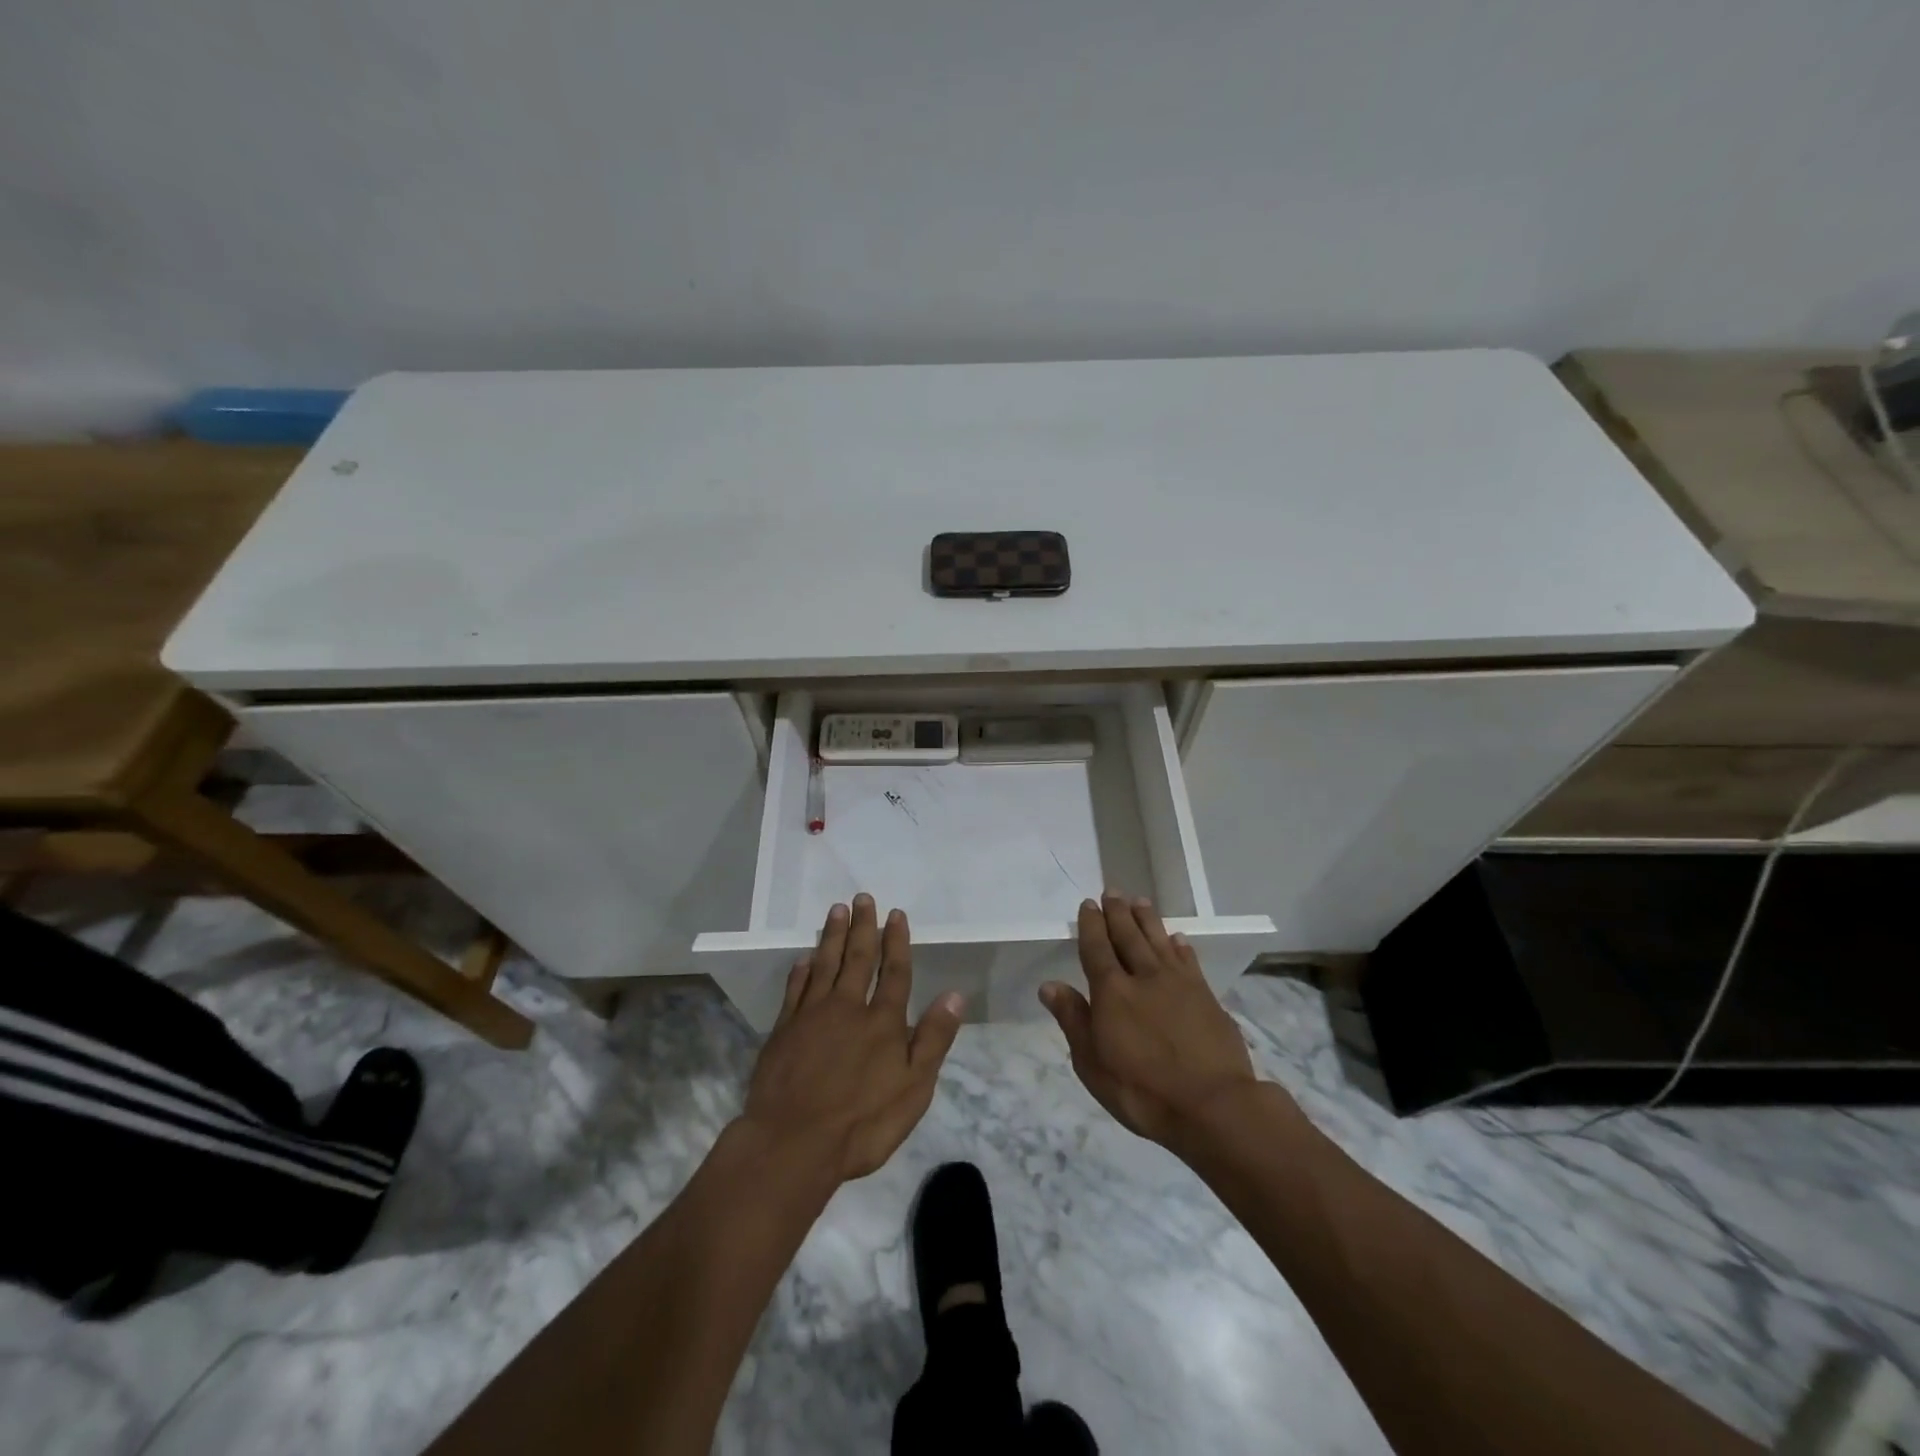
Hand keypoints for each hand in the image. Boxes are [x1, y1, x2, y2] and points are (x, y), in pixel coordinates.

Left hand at [742, 894, 964, 1182]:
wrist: (793, 1143)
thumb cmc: (863, 1122)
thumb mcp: (914, 1088)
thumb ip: (933, 1038)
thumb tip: (954, 994)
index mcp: (883, 1021)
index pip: (895, 972)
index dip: (896, 942)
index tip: (895, 914)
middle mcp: (848, 1007)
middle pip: (858, 958)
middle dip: (863, 926)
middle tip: (863, 897)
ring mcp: (812, 1015)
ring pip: (825, 964)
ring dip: (833, 936)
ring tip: (837, 910)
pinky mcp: (784, 1029)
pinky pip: (795, 988)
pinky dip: (802, 969)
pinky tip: (805, 957)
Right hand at [1040, 893, 1264, 1149]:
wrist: (1212, 1106)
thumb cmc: (1142, 1091)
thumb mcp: (1092, 1063)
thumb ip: (1073, 1020)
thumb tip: (1049, 985)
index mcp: (1112, 992)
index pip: (1097, 948)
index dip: (1091, 925)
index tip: (1088, 904)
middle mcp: (1144, 977)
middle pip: (1128, 936)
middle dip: (1118, 913)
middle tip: (1112, 892)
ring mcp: (1179, 984)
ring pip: (1159, 940)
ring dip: (1147, 920)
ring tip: (1140, 901)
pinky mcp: (1206, 996)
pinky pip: (1189, 960)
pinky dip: (1180, 946)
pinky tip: (1177, 938)